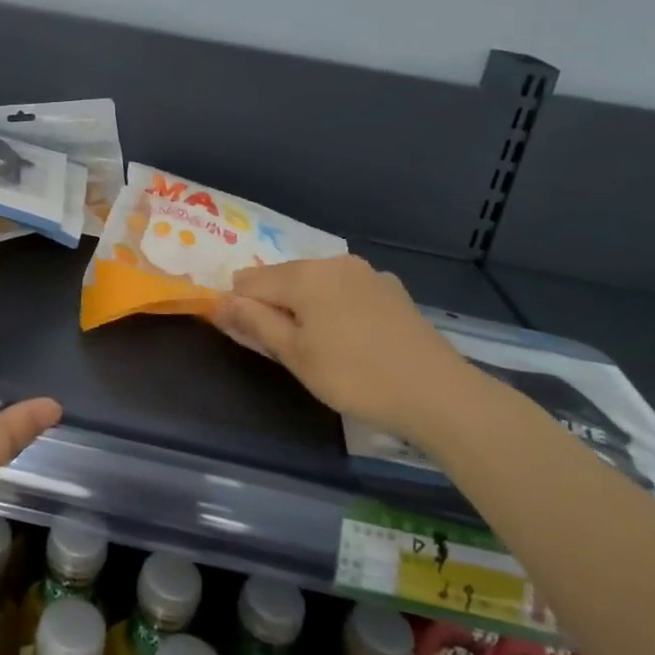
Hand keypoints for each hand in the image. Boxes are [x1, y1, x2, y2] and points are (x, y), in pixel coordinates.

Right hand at [210, 256, 486, 447]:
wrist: (436, 392)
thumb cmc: (354, 376)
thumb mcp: (295, 355)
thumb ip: (254, 323)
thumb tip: (218, 301)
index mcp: (304, 274)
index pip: (248, 280)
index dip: (239, 307)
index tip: (250, 339)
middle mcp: (333, 262)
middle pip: (282, 277)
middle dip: (274, 306)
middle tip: (289, 351)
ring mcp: (366, 273)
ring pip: (316, 284)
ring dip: (306, 307)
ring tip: (323, 348)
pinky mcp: (391, 290)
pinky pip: (345, 291)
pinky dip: (336, 308)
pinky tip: (353, 340)